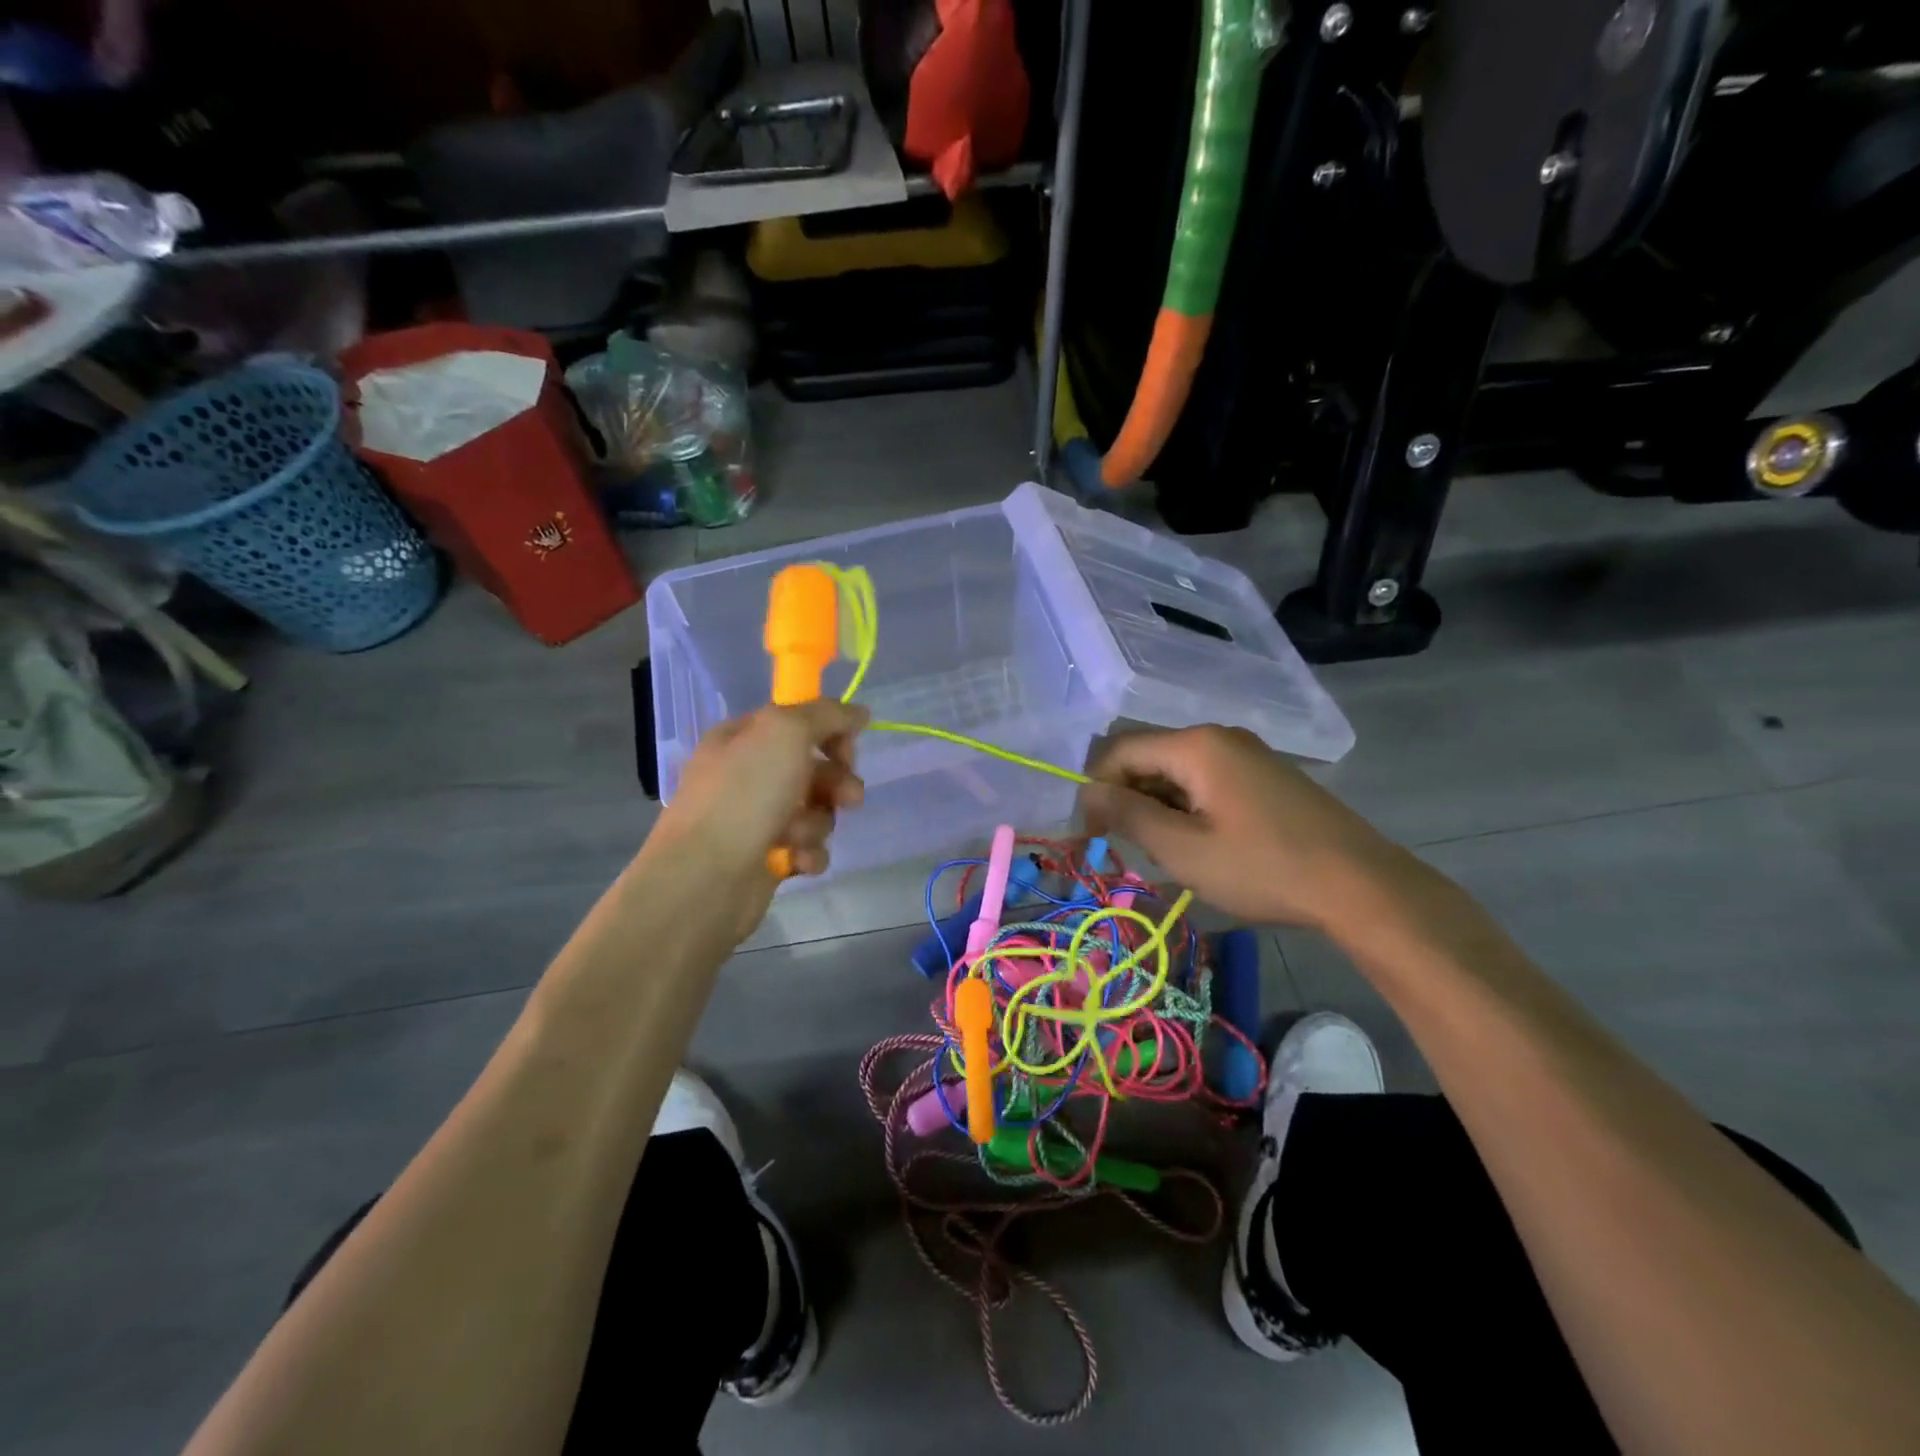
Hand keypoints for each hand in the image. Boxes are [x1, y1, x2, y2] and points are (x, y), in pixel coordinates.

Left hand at [642, 702, 868, 936]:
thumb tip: (859, 713)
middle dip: (836, 783)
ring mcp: (756, 818)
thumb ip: (827, 714)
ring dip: (817, 823)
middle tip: (847, 798)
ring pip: (816, 811)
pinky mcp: (767, 857)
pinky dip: (808, 853)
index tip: (848, 751)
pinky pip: (807, 848)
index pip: (799, 722)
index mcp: (742, 738)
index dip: (831, 733)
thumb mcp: (785, 732)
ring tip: (797, 836)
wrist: (705, 878)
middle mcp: (748, 774)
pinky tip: (797, 861)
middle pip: (813, 768)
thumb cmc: (743, 795)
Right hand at [1079, 725, 1400, 930]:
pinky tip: (1198, 843)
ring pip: (1178, 771)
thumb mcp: (1184, 850)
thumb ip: (1129, 815)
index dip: (1097, 789)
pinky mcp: (1266, 775)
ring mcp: (1248, 753)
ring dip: (1157, 806)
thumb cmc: (1263, 868)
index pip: (1121, 750)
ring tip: (1164, 851)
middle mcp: (1220, 737)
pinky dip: (1188, 807)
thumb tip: (1090, 792)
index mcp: (1197, 745)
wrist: (1361, 886)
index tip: (1092, 834)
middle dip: (1127, 798)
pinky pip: (1207, 780)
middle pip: (1150, 757)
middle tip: (1126, 847)